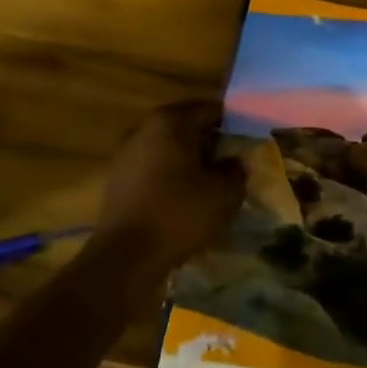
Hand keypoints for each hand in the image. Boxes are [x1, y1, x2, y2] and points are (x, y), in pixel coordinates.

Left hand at [93, 101, 246, 272]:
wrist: (125, 257)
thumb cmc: (179, 214)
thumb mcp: (224, 193)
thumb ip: (236, 171)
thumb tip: (235, 162)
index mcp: (171, 121)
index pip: (210, 109)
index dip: (233, 123)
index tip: (249, 140)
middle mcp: (144, 128)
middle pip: (187, 126)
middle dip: (211, 141)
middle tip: (233, 162)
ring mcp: (126, 153)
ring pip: (169, 148)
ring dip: (190, 160)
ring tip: (212, 182)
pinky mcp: (117, 179)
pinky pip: (153, 168)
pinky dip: (171, 176)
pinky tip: (185, 197)